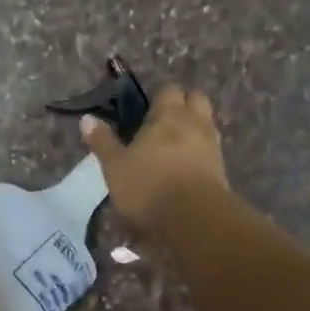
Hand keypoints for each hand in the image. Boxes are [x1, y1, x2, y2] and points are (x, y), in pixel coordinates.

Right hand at [80, 85, 229, 233]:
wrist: (195, 219)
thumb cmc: (148, 185)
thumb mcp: (115, 166)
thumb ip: (103, 141)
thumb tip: (87, 119)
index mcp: (168, 115)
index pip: (168, 90)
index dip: (158, 97)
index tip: (146, 110)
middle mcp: (194, 123)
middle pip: (196, 100)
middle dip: (184, 105)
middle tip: (164, 122)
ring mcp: (212, 146)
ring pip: (207, 125)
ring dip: (194, 129)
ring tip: (174, 147)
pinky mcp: (222, 171)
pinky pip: (211, 152)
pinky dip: (200, 154)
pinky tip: (186, 169)